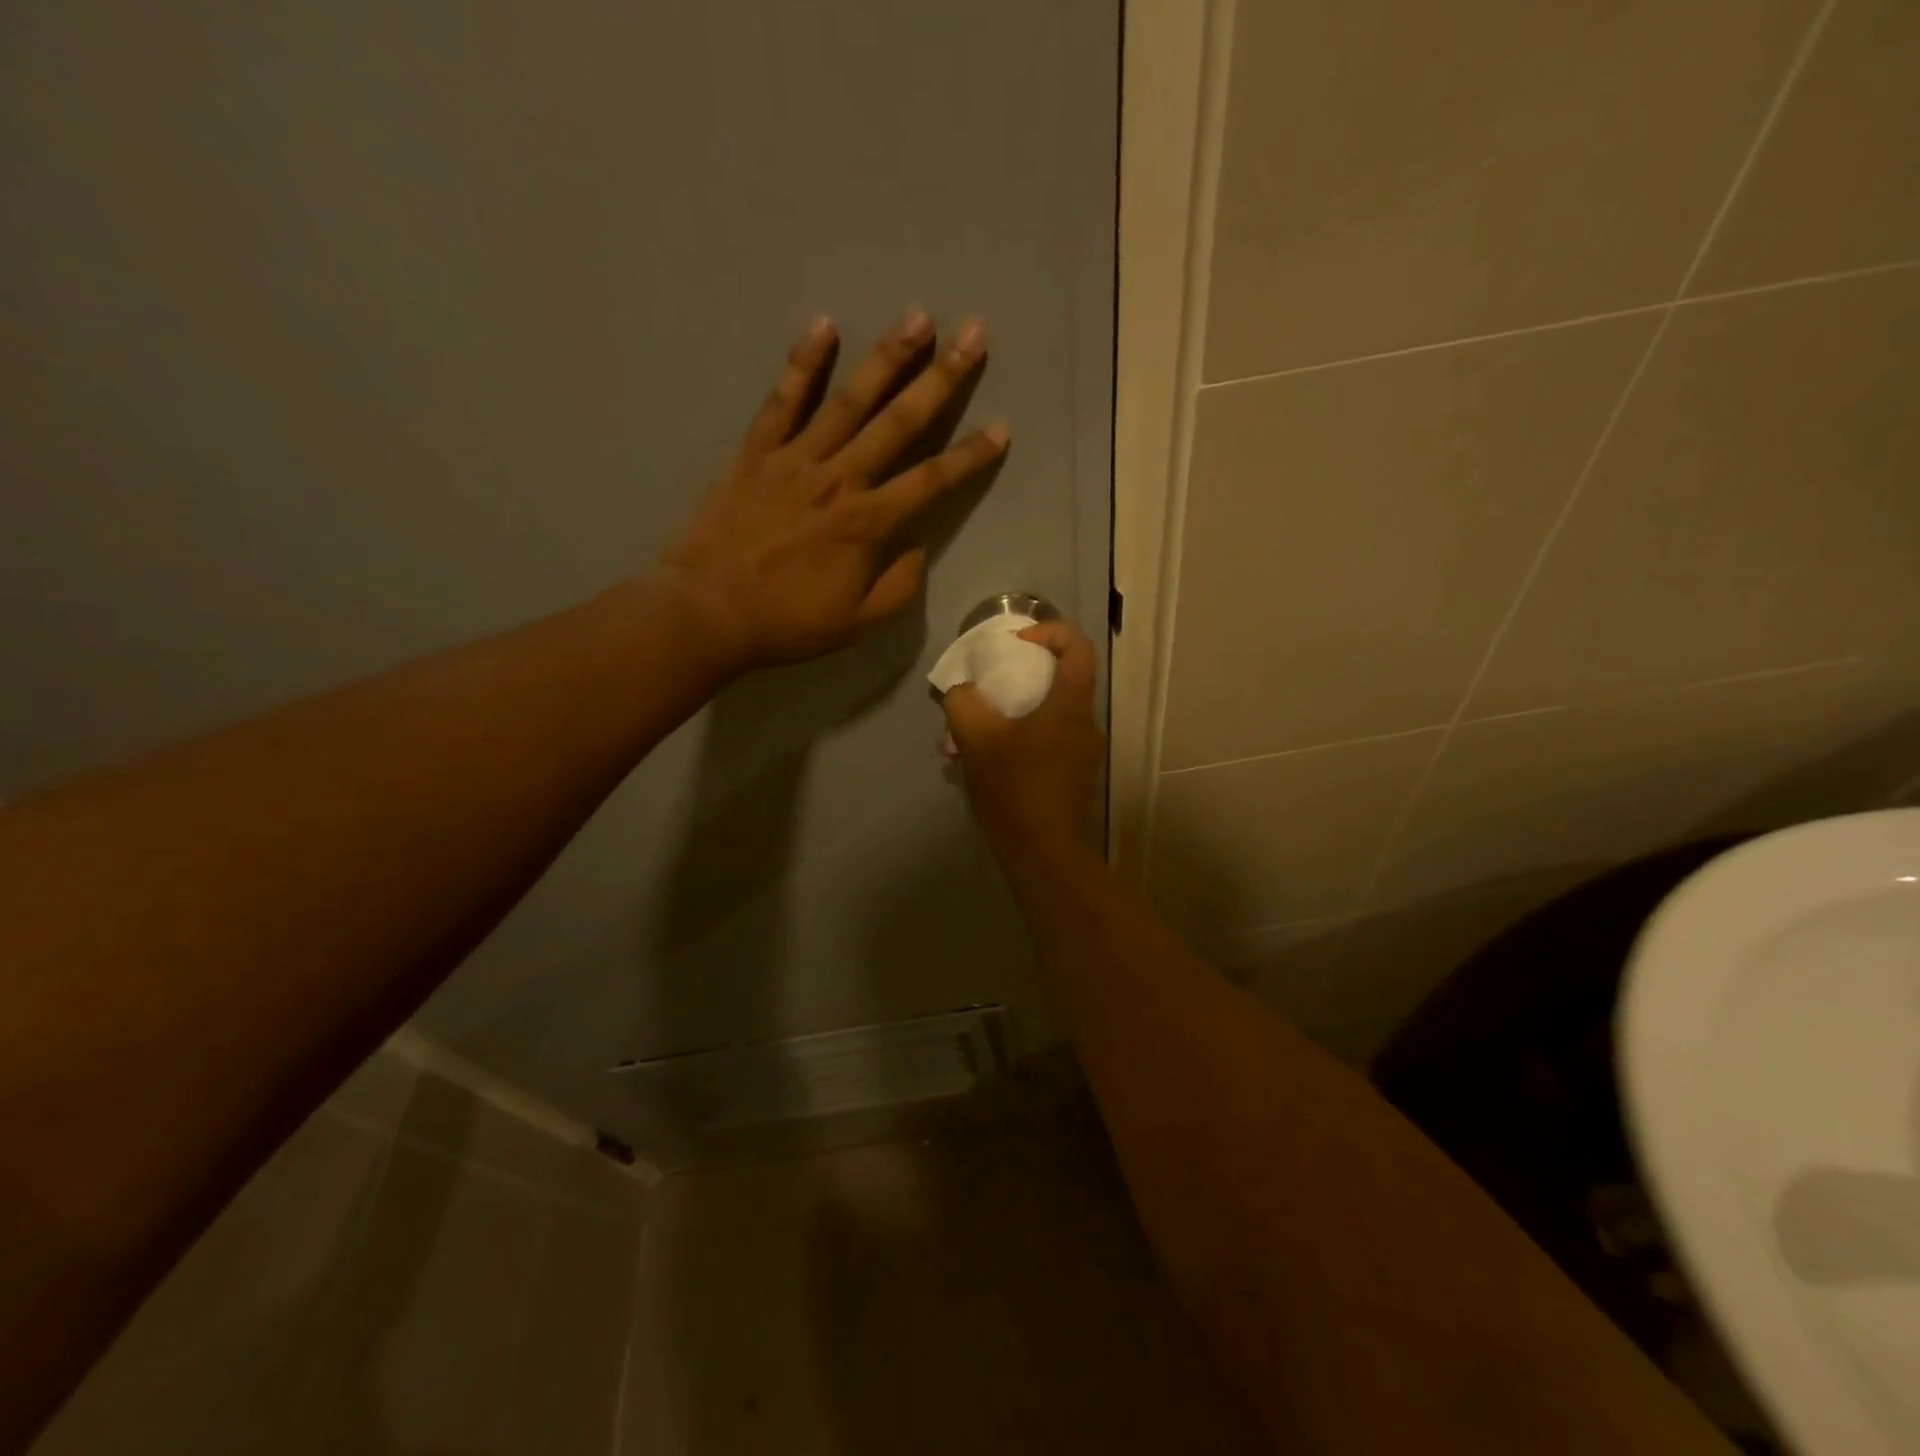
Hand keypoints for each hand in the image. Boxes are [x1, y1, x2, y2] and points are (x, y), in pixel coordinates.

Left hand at [659, 310, 1006, 673]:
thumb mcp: (857, 623)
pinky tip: (824, 326)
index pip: (932, 481)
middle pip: (899, 422)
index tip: (1001, 428)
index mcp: (868, 523)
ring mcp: (795, 459)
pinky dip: (803, 363)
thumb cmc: (787, 622)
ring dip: (886, 357)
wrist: (707, 611)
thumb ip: (898, 586)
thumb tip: (916, 547)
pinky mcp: (755, 453)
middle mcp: (839, 479)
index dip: (970, 456)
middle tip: (972, 333)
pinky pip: (782, 401)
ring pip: (849, 400)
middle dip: (941, 378)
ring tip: (917, 316)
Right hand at [941, 621, 1104, 862]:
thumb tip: (962, 691)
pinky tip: (988, 762)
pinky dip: (1021, 738)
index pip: (1078, 647)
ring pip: (1051, 714)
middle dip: (1024, 675)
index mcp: (1071, 707)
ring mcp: (1083, 754)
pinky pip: (1048, 741)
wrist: (1044, 856)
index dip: (1050, 631)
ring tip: (976, 732)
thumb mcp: (976, 740)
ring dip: (1016, 713)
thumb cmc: (1016, 791)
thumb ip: (964, 703)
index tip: (1018, 642)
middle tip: (988, 688)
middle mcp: (1086, 725)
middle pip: (1063, 680)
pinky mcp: (1074, 778)